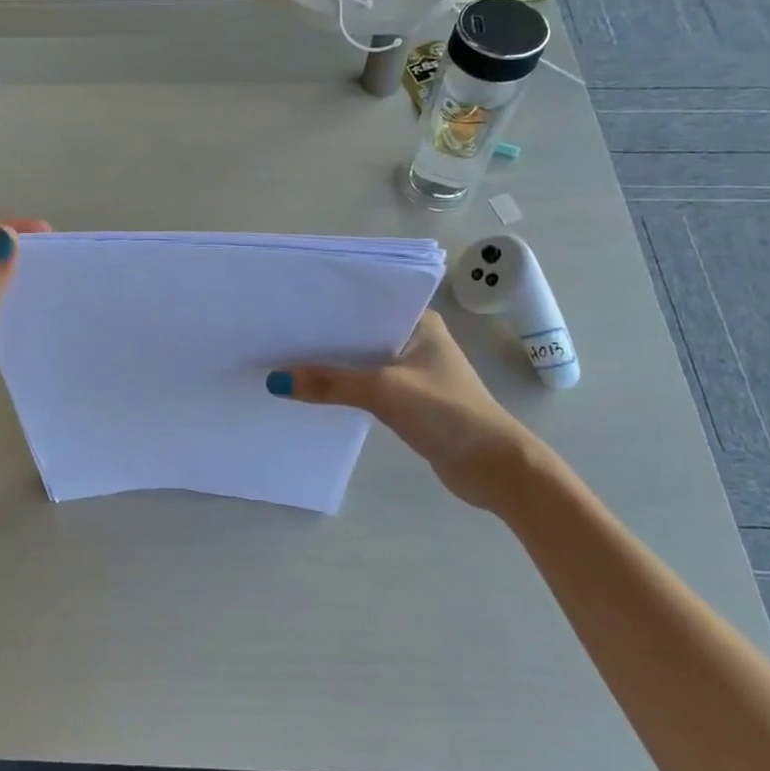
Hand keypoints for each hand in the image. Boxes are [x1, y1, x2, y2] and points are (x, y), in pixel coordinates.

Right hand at [269, 311, 544, 512]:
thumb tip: (276, 382)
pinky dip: (342, 388)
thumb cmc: (446, 413)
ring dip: (331, 366)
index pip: (366, 304)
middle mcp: (415, 340)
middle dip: (323, 338)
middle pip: (359, 334)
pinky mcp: (408, 400)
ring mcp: (412, 371)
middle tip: (277, 336)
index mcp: (419, 322)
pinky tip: (312, 391)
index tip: (290, 308)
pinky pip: (365, 386)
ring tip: (285, 361)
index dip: (328, 306)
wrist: (493, 466)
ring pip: (360, 362)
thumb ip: (330, 384)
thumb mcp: (383, 391)